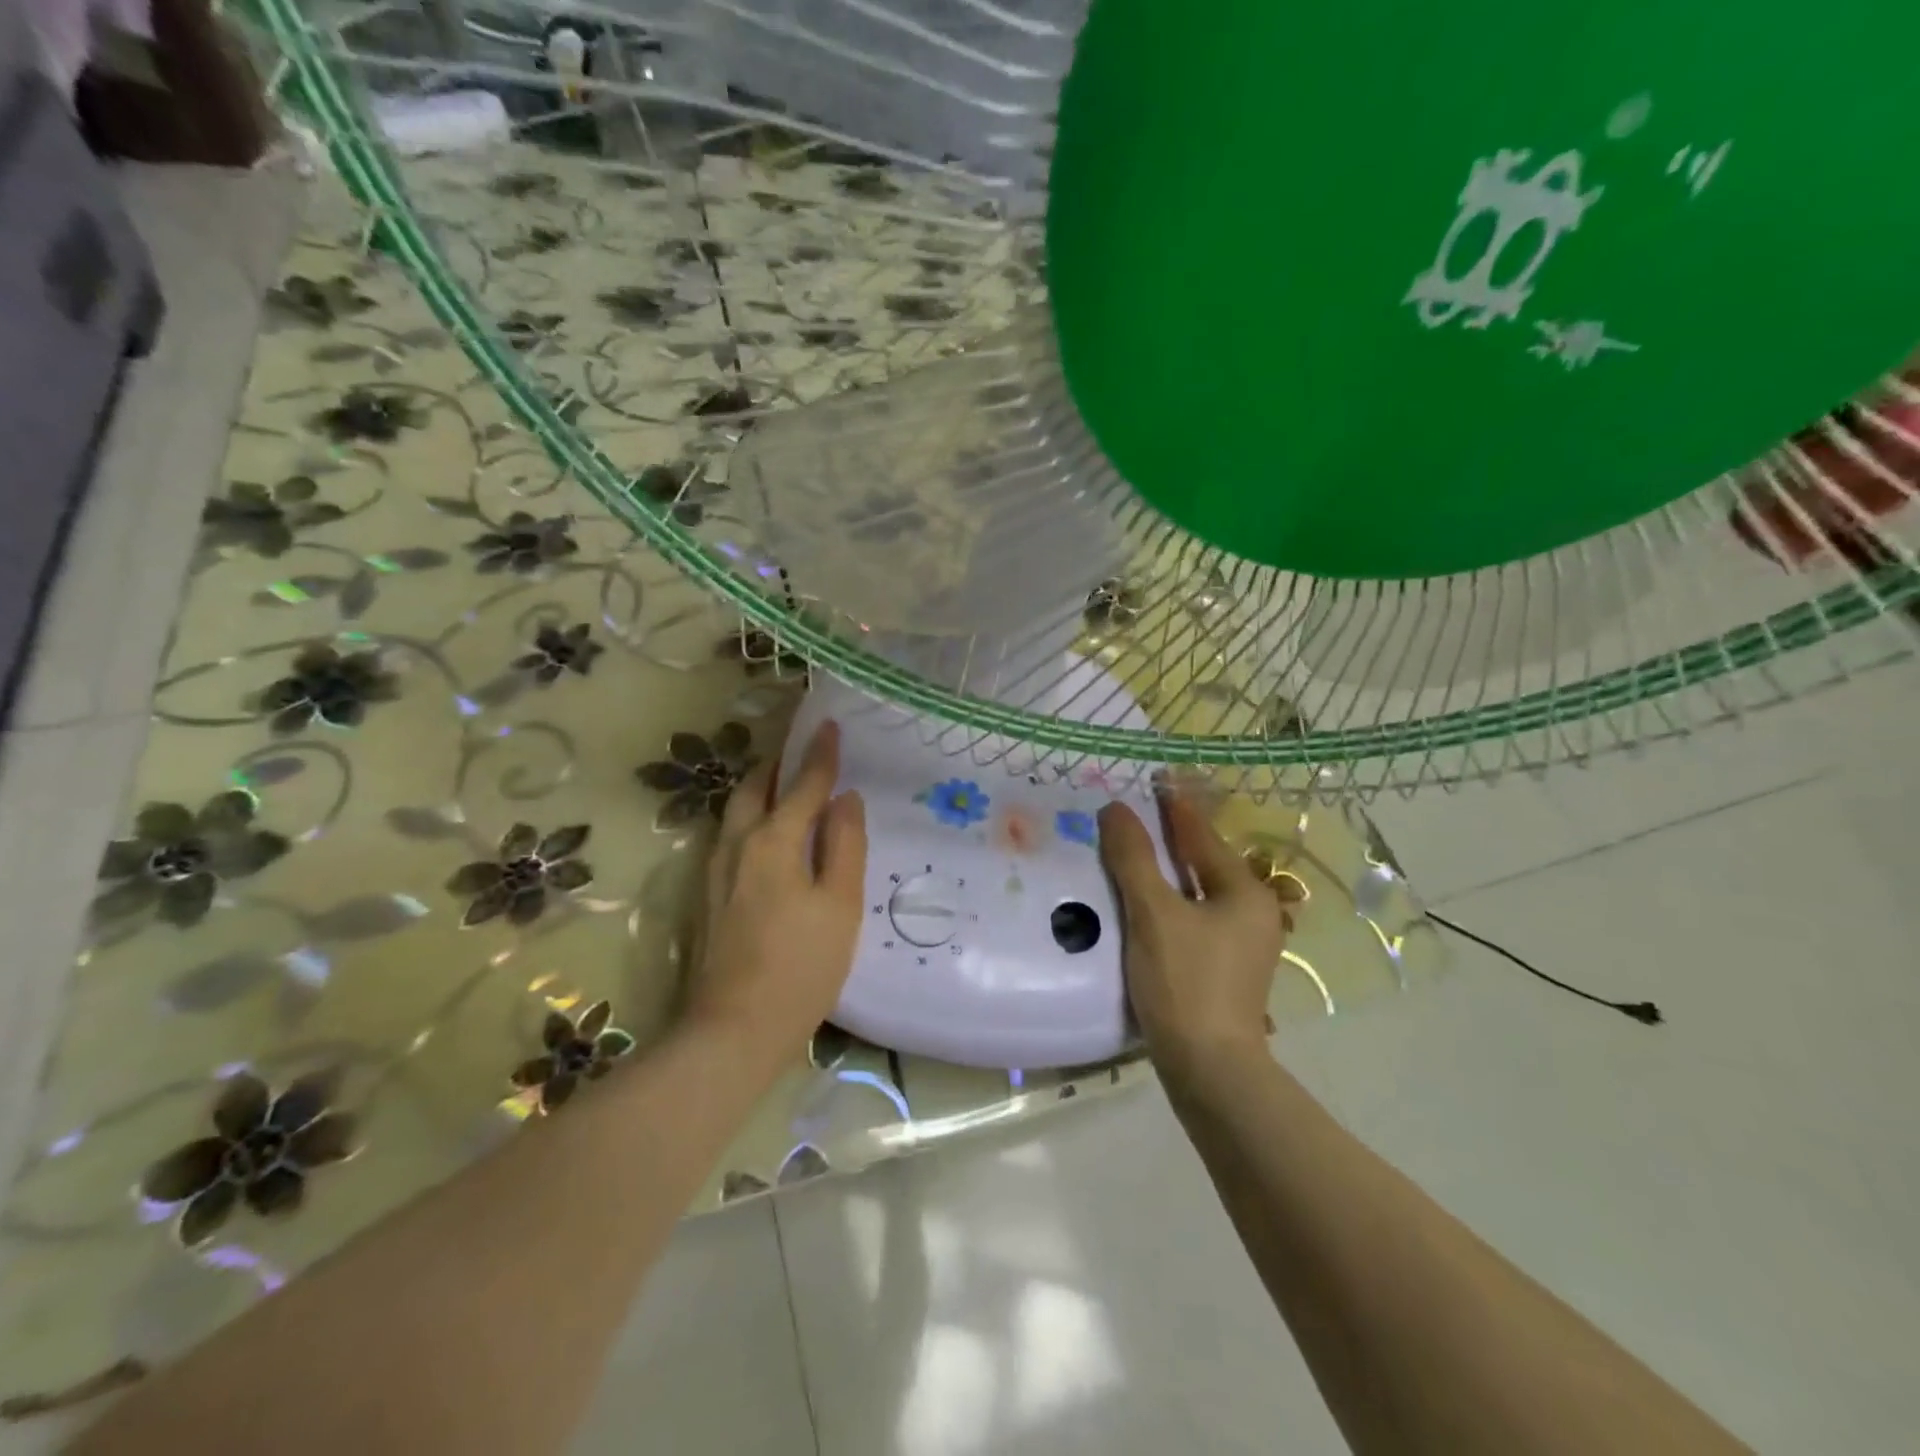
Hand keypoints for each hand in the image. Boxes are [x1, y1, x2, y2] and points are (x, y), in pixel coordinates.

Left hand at [685, 720, 866, 1072]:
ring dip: (760, 786)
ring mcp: (715, 870)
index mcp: (774, 841)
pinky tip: (765, 831)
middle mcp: (738, 844)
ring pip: (736, 810)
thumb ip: (845, 845)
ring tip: (784, 782)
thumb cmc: (802, 967)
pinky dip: (750, 815)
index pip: (802, 784)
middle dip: (778, 762)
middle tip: (802, 747)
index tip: (828, 725)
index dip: (819, 754)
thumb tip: (845, 799)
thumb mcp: (840, 905)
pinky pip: (730, 834)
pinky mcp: (707, 894)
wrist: (734, 1029)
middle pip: (755, 787)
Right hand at [1098, 790, 1286, 1073]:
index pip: (1202, 837)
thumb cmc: (1184, 982)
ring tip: (1130, 856)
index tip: (1152, 782)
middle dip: (1168, 841)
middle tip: (1132, 818)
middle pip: (1202, 864)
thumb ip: (1133, 858)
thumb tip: (1115, 808)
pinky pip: (1191, 920)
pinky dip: (1167, 904)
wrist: (1208, 1070)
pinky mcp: (1222, 970)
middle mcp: (1251, 914)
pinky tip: (1141, 906)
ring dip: (1165, 875)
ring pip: (1196, 894)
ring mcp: (1240, 946)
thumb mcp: (1153, 913)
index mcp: (1243, 893)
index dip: (1174, 809)